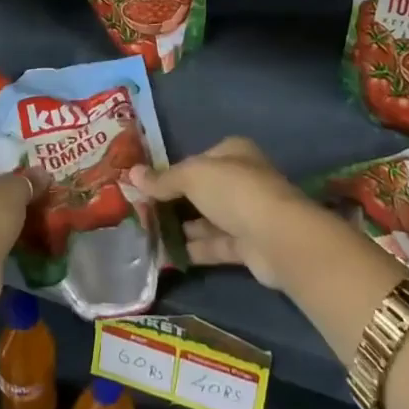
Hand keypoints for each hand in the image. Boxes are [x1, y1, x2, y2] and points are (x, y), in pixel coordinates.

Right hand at [127, 137, 310, 287]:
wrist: (276, 238)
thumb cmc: (234, 191)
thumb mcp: (192, 176)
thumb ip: (163, 178)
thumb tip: (132, 174)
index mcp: (233, 153)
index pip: (198, 159)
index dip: (173, 171)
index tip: (146, 186)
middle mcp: (243, 180)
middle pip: (203, 190)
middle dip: (175, 202)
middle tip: (143, 213)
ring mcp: (247, 214)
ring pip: (208, 219)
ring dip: (182, 227)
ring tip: (148, 235)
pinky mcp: (248, 246)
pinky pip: (214, 245)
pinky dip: (193, 249)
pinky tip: (166, 255)